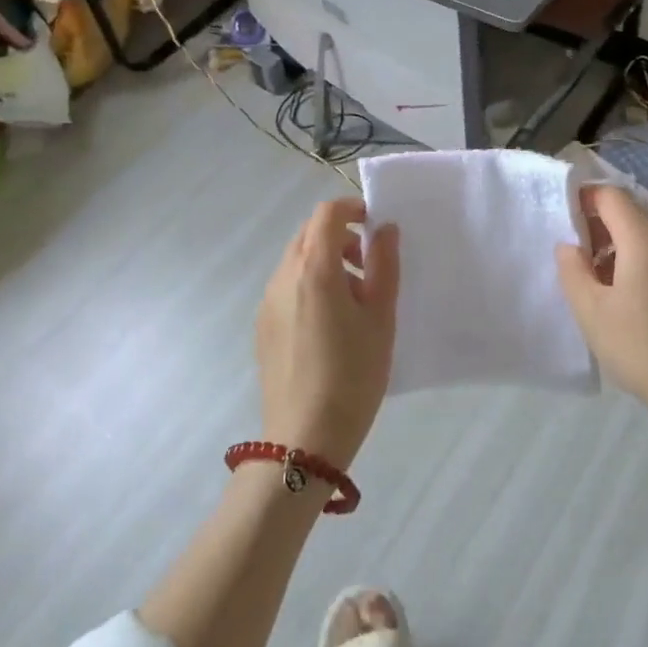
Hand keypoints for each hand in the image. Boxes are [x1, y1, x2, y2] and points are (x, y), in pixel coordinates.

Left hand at [255, 197, 400, 469]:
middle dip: (340, 235)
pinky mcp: (262, 324)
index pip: (327, 213)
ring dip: (325, 260)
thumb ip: (384, 265)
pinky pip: (287, 285)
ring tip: (353, 299)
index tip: (375, 225)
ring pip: (296, 259)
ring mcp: (268, 300)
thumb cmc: (353, 374)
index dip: (352, 208)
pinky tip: (329, 324)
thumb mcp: (381, 318)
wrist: (304, 438)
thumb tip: (385, 229)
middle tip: (369, 264)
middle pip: (309, 233)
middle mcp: (283, 275)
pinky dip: (309, 283)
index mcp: (314, 268)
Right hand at [556, 186, 647, 460]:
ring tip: (595, 278)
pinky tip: (625, 296)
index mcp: (644, 242)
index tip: (563, 218)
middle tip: (574, 253)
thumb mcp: (592, 313)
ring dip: (616, 245)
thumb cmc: (644, 350)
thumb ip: (572, 271)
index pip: (611, 196)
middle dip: (598, 223)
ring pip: (645, 236)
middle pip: (630, 212)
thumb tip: (569, 245)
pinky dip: (636, 261)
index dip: (584, 197)